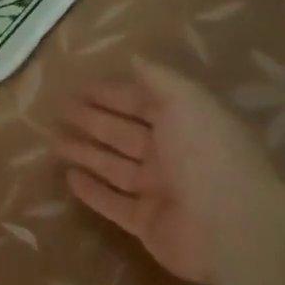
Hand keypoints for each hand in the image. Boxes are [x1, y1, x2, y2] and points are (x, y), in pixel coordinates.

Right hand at [56, 58, 281, 283]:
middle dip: (93, 120)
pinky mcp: (146, 224)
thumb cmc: (207, 154)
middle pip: (124, 133)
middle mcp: (173, 155)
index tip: (79, 87)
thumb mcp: (186, 101)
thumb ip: (158, 79)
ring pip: (115, 167)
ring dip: (86, 153)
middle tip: (58, 111)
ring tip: (54, 142)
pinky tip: (69, 178)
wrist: (230, 226)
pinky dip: (92, 191)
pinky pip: (113, 203)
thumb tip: (134, 58)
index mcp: (186, 123)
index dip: (112, 93)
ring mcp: (159, 192)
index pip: (142, 102)